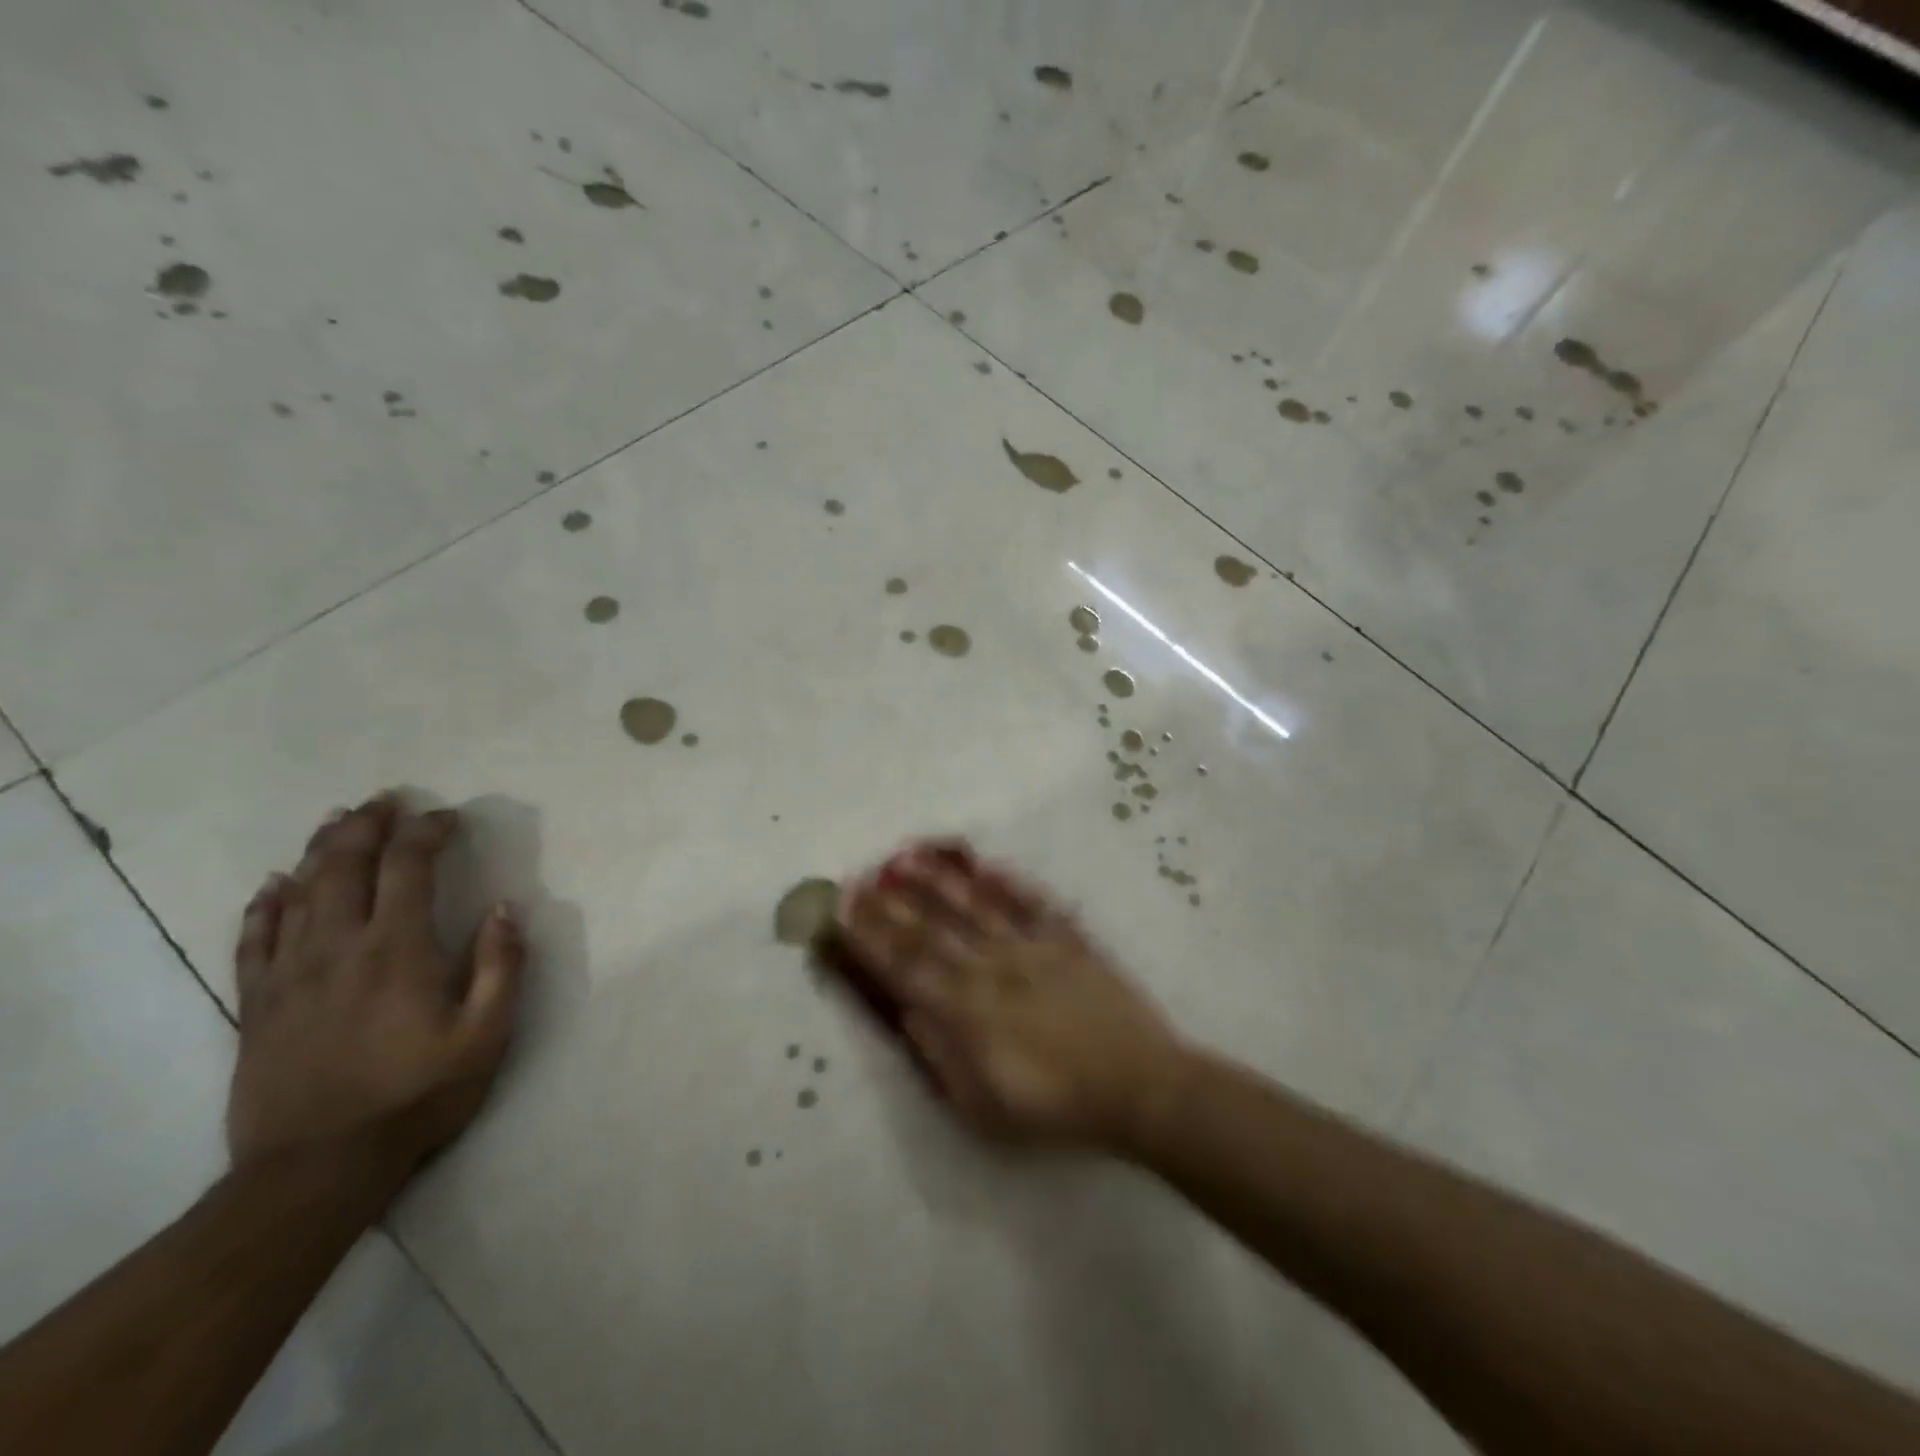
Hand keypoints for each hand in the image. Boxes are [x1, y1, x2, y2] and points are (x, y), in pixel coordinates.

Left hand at [226, 794, 524, 1187]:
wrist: (317, 1168)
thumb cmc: (417, 1095)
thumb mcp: (486, 1034)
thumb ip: (501, 965)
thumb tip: (505, 907)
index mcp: (398, 948)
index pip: (409, 866)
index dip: (427, 831)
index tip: (447, 817)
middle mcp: (339, 947)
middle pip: (345, 866)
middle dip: (367, 825)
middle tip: (386, 799)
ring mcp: (289, 974)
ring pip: (298, 892)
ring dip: (319, 849)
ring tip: (337, 820)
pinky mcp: (257, 1005)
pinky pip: (253, 940)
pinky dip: (264, 905)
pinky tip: (272, 885)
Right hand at [837, 842, 1183, 1149]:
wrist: (1139, 1086)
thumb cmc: (1056, 1107)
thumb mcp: (984, 1107)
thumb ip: (941, 1056)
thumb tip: (909, 1013)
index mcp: (968, 1011)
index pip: (906, 966)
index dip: (870, 937)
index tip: (842, 911)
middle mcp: (992, 967)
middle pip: (931, 930)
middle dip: (889, 905)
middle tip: (858, 878)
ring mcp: (1032, 947)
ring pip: (975, 905)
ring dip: (938, 881)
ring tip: (906, 858)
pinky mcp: (1068, 939)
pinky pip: (1033, 902)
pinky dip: (1008, 881)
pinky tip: (985, 863)